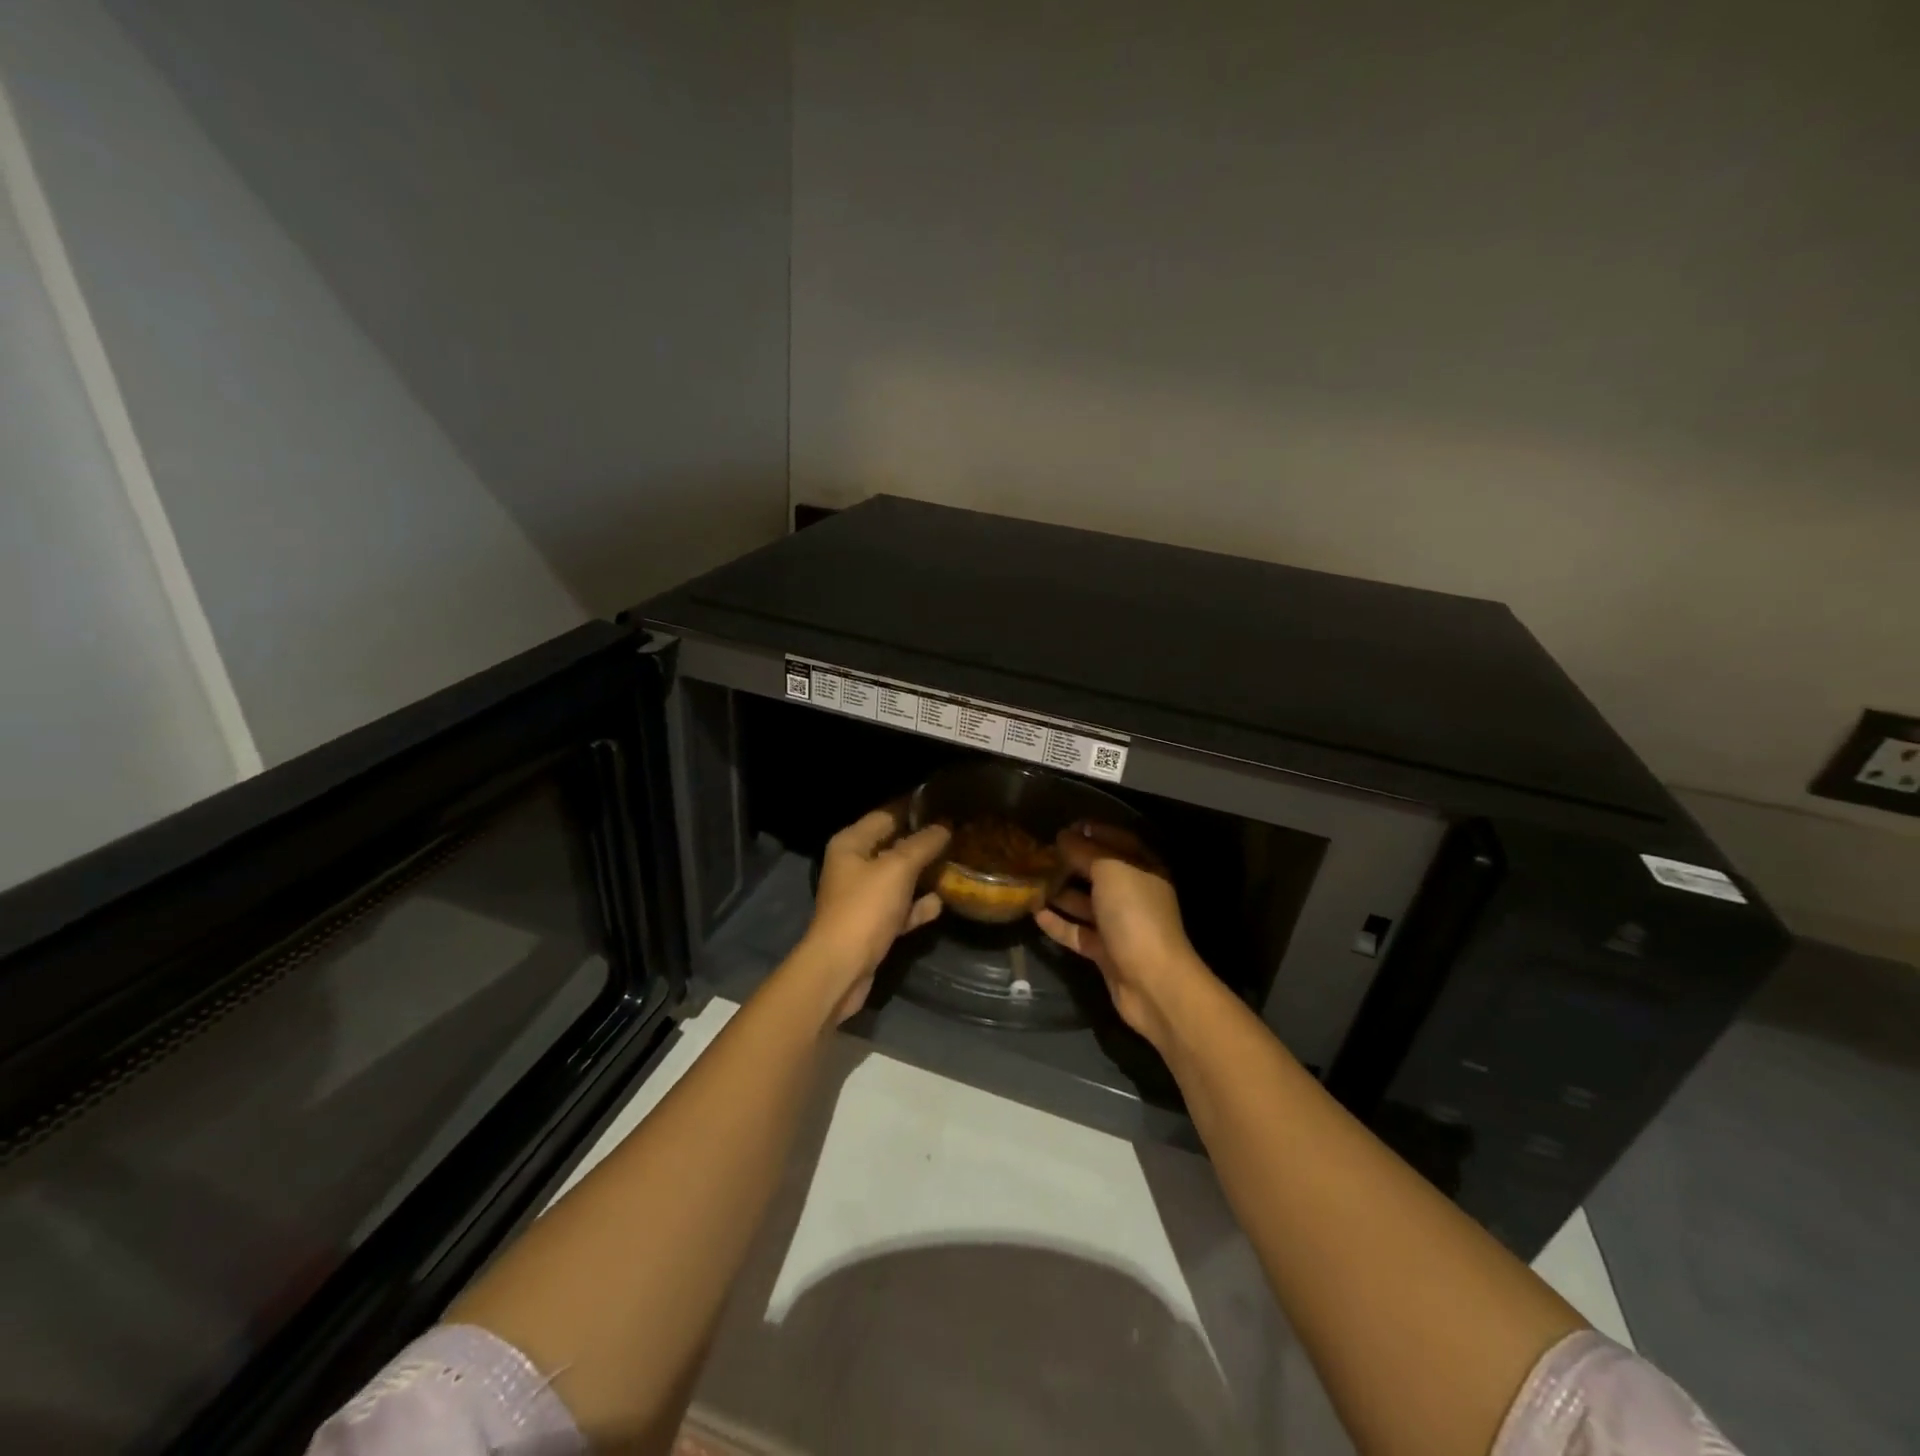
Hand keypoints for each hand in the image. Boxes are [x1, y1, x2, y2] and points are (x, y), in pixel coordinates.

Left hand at [801, 807, 950, 1022]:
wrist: (841, 968)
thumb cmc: (865, 908)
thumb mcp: (897, 869)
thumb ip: (922, 844)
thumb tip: (944, 827)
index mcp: (851, 844)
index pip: (886, 815)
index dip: (913, 808)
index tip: (944, 803)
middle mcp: (854, 866)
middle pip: (893, 846)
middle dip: (923, 842)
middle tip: (958, 833)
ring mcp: (863, 897)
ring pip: (899, 878)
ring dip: (924, 874)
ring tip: (957, 864)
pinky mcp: (872, 925)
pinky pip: (900, 908)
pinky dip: (918, 906)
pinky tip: (941, 903)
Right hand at [1035, 823, 1209, 1050]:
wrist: (1152, 981)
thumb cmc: (1134, 914)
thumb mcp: (1109, 871)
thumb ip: (1085, 851)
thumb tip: (1064, 837)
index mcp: (1143, 868)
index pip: (1117, 841)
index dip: (1092, 831)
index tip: (1063, 827)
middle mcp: (1133, 893)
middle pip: (1098, 872)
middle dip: (1071, 861)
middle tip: (1039, 853)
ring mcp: (1119, 924)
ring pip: (1085, 902)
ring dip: (1060, 892)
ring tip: (1030, 880)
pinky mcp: (1105, 950)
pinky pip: (1077, 931)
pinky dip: (1058, 923)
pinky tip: (1034, 913)